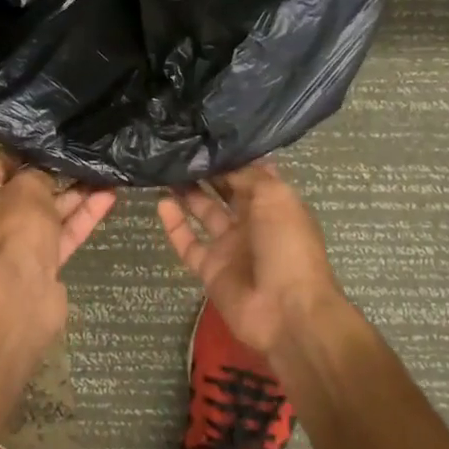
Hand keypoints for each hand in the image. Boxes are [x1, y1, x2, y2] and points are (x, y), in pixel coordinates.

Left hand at [0, 151, 116, 306]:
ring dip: (75, 196)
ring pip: (49, 215)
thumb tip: (44, 176)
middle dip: (54, 176)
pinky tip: (108, 197)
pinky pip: (63, 235)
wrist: (20, 291)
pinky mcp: (42, 264)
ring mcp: (18, 245)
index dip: (22, 152)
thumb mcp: (27, 186)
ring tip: (104, 173)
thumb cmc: (14, 225)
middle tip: (81, 157)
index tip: (49, 140)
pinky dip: (82, 218)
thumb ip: (38, 174)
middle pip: (25, 192)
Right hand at [157, 160, 340, 355]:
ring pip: (204, 213)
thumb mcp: (276, 197)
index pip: (250, 173)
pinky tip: (160, 202)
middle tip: (179, 149)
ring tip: (165, 169)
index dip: (231, 156)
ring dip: (187, 192)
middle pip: (225, 191)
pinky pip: (188, 243)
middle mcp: (252, 222)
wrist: (286, 311)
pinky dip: (174, 224)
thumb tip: (224, 161)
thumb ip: (248, 175)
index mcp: (274, 204)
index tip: (205, 137)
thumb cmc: (287, 246)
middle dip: (206, 172)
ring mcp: (230, 247)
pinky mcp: (209, 268)